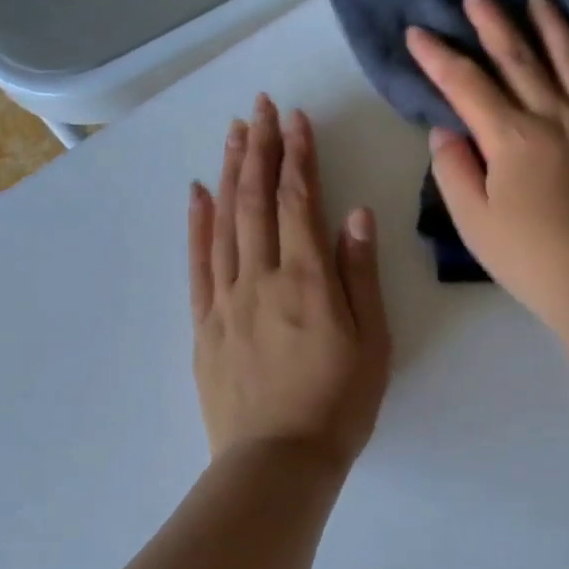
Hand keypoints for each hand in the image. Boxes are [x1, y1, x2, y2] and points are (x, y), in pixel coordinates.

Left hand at [190, 96, 390, 467]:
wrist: (278, 461)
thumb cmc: (339, 404)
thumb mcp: (372, 342)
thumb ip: (360, 275)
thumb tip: (356, 215)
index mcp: (308, 281)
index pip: (300, 203)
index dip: (299, 157)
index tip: (296, 119)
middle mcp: (262, 278)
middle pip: (258, 202)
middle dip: (261, 150)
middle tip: (261, 108)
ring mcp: (226, 300)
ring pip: (225, 223)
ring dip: (230, 174)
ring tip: (234, 134)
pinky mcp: (205, 324)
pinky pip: (197, 263)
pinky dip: (196, 224)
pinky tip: (197, 194)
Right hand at [406, 0, 568, 331]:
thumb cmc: (533, 260)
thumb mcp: (475, 223)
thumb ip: (455, 171)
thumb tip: (447, 130)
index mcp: (512, 137)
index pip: (466, 85)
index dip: (438, 57)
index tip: (418, 31)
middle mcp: (558, 117)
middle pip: (520, 59)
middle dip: (493, 22)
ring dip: (556, 28)